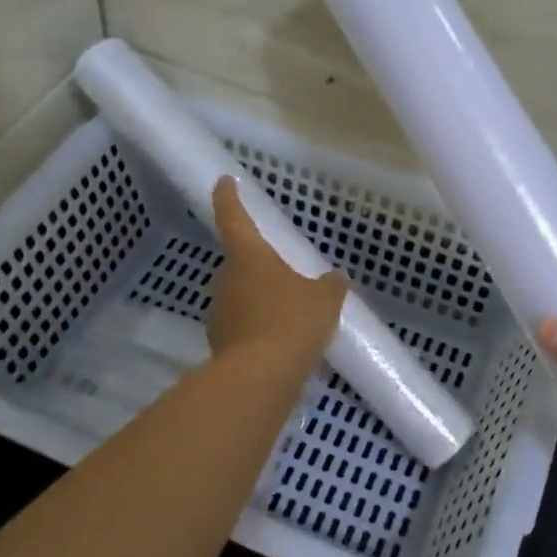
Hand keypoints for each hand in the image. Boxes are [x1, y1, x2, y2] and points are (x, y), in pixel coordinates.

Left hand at [206, 176, 347, 365]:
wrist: (260, 376)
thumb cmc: (292, 321)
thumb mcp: (324, 300)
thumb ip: (331, 285)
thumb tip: (337, 277)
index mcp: (249, 256)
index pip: (234, 217)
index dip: (229, 197)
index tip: (224, 180)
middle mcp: (227, 279)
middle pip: (240, 264)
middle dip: (260, 267)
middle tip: (286, 276)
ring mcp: (219, 312)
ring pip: (241, 297)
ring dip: (260, 302)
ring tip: (291, 318)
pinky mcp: (219, 343)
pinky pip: (243, 328)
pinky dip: (258, 331)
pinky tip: (282, 346)